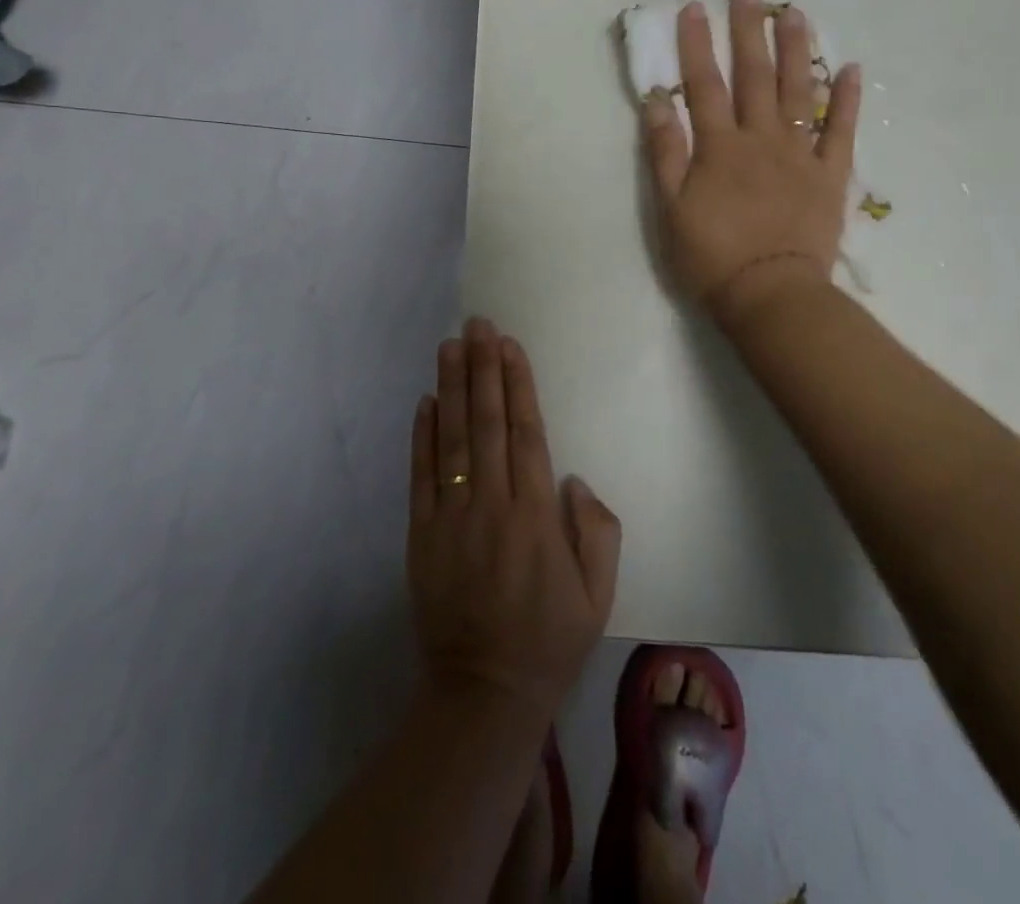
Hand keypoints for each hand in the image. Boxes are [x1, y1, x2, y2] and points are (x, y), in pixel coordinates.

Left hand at [408, 318, 620, 719]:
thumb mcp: (598, 595)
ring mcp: (451, 517)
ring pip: (452, 439)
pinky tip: (426, 401)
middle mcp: (492, 505)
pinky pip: (421, 476)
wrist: (484, 693)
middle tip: (477, 325)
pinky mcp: (421, 535)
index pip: (525, 433)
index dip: (516, 385)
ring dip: (451, 388)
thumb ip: (597, 531)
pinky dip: (422, 436)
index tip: (509, 345)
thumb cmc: (549, 640)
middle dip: (482, 369)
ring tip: (450, 346)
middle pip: (486, 423)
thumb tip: (573, 479)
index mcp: (535, 515)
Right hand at [643, 0, 862, 328]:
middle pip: (755, 77)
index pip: (704, 85)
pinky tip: (851, 68)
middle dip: (749, 32)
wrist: (771, 294)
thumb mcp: (671, 208)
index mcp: (720, 147)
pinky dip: (848, 99)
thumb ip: (666, 152)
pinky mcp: (830, 176)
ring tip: (796, 13)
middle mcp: (761, 139)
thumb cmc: (711, 256)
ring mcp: (800, 155)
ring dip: (797, 50)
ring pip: (800, 92)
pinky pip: (842, 131)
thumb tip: (658, 101)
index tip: (694, 8)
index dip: (696, 45)